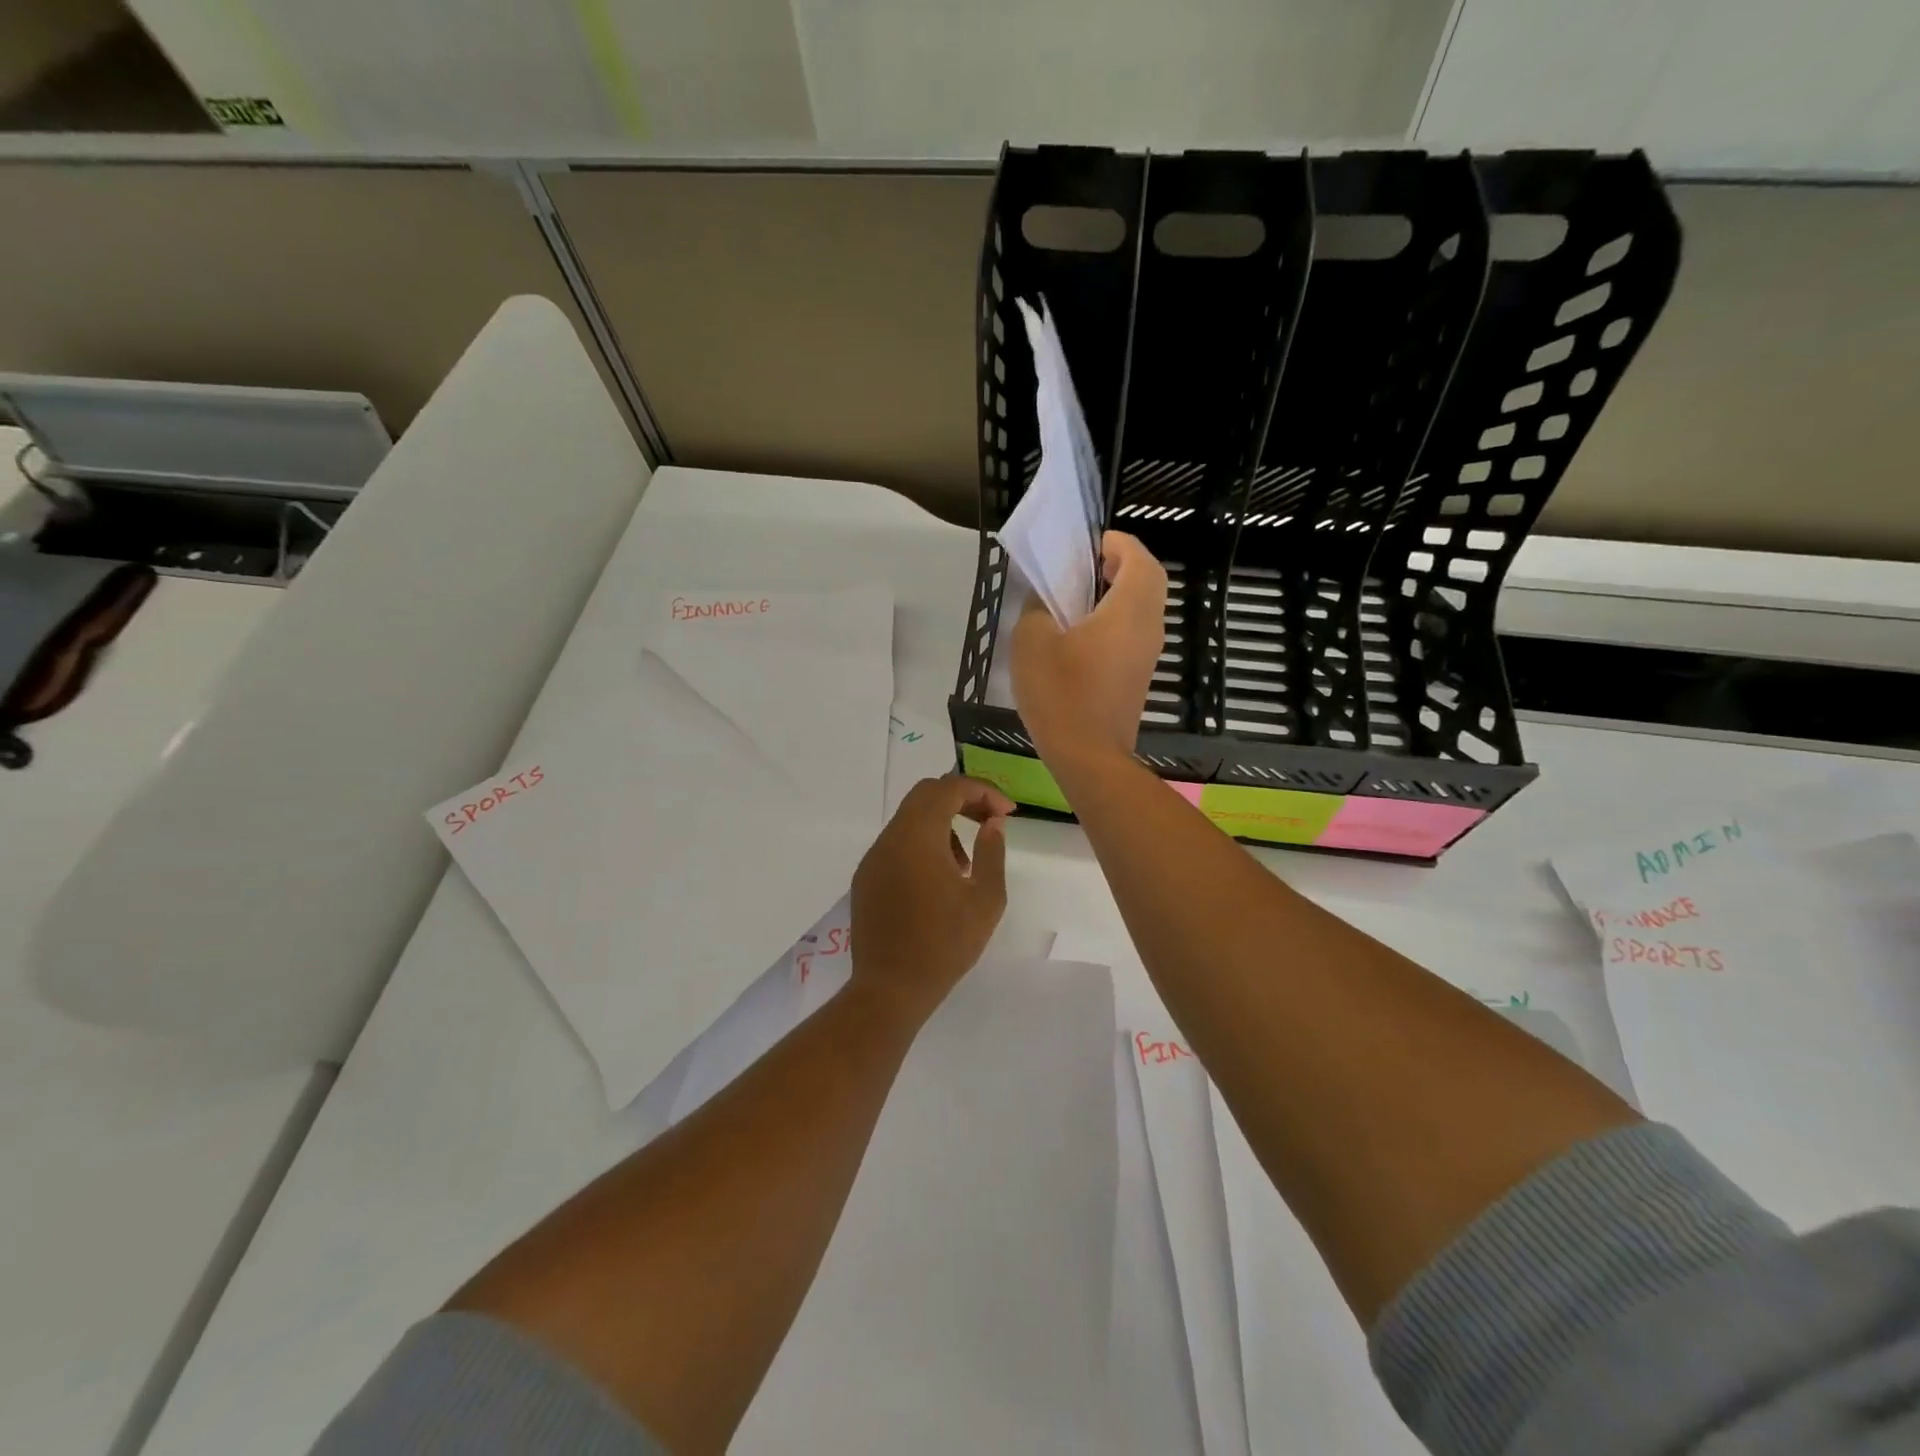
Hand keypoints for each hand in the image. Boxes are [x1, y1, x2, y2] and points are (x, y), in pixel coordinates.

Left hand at [849, 775, 1012, 1026]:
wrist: (890, 989)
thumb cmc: (945, 943)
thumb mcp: (985, 899)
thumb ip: (992, 852)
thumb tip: (993, 823)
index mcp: (918, 836)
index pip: (949, 788)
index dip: (982, 791)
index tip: (1007, 812)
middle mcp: (890, 838)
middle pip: (925, 795)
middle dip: (961, 799)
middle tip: (989, 821)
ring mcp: (873, 858)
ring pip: (910, 820)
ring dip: (942, 824)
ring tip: (966, 863)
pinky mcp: (865, 879)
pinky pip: (896, 845)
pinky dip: (922, 845)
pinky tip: (938, 881)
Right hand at [1011, 531, 1166, 765]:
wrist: (1088, 756)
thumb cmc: (1061, 694)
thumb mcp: (1032, 642)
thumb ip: (1037, 609)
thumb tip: (1046, 602)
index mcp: (1128, 611)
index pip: (1139, 559)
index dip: (1118, 543)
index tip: (1090, 544)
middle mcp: (1147, 628)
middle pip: (1149, 581)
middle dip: (1122, 564)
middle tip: (1087, 566)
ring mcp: (1147, 655)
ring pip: (1144, 608)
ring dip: (1120, 593)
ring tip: (1080, 597)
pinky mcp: (1139, 676)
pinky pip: (1135, 632)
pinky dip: (1117, 619)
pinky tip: (1082, 634)